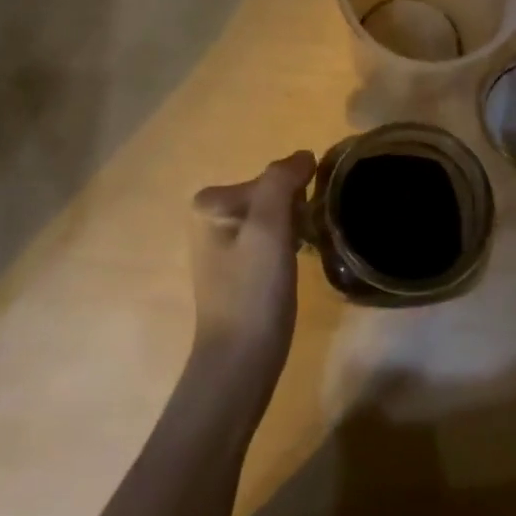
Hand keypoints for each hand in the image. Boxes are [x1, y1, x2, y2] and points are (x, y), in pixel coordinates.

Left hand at [189, 151, 316, 387]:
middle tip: (301, 243)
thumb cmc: (253, 290)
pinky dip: (287, 246)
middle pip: (273, 195)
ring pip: (275, 217)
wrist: (241, 359)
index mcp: (211, 202)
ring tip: (299, 257)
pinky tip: (291, 269)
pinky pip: (271, 239)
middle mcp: (211, 216)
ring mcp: (223, 243)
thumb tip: (303, 155)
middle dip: (295, 213)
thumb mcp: (268, 227)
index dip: (296, 197)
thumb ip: (282, 181)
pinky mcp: (238, 267)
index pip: (272, 178)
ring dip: (294, 230)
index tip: (303, 225)